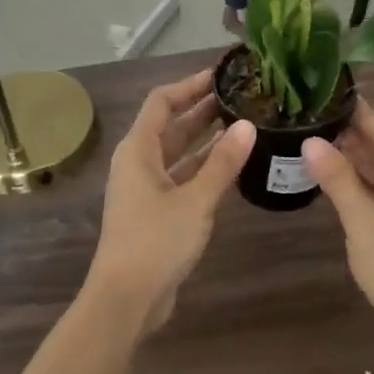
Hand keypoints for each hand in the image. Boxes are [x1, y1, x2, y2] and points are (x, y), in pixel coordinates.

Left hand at [86, 70, 254, 333]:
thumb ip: (223, 163)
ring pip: (178, 151)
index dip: (189, 85)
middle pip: (170, 124)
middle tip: (241, 95)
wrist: (126, 299)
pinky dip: (204, 166)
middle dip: (202, 108)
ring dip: (206, 137)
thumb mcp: (195, 200)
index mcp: (138, 150)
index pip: (162, 101)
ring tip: (243, 121)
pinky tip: (233, 161)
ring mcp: (147, 188)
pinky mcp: (157, 210)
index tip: (221, 74)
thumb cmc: (156, 241)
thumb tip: (247, 125)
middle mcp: (139, 162)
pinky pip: (183, 176)